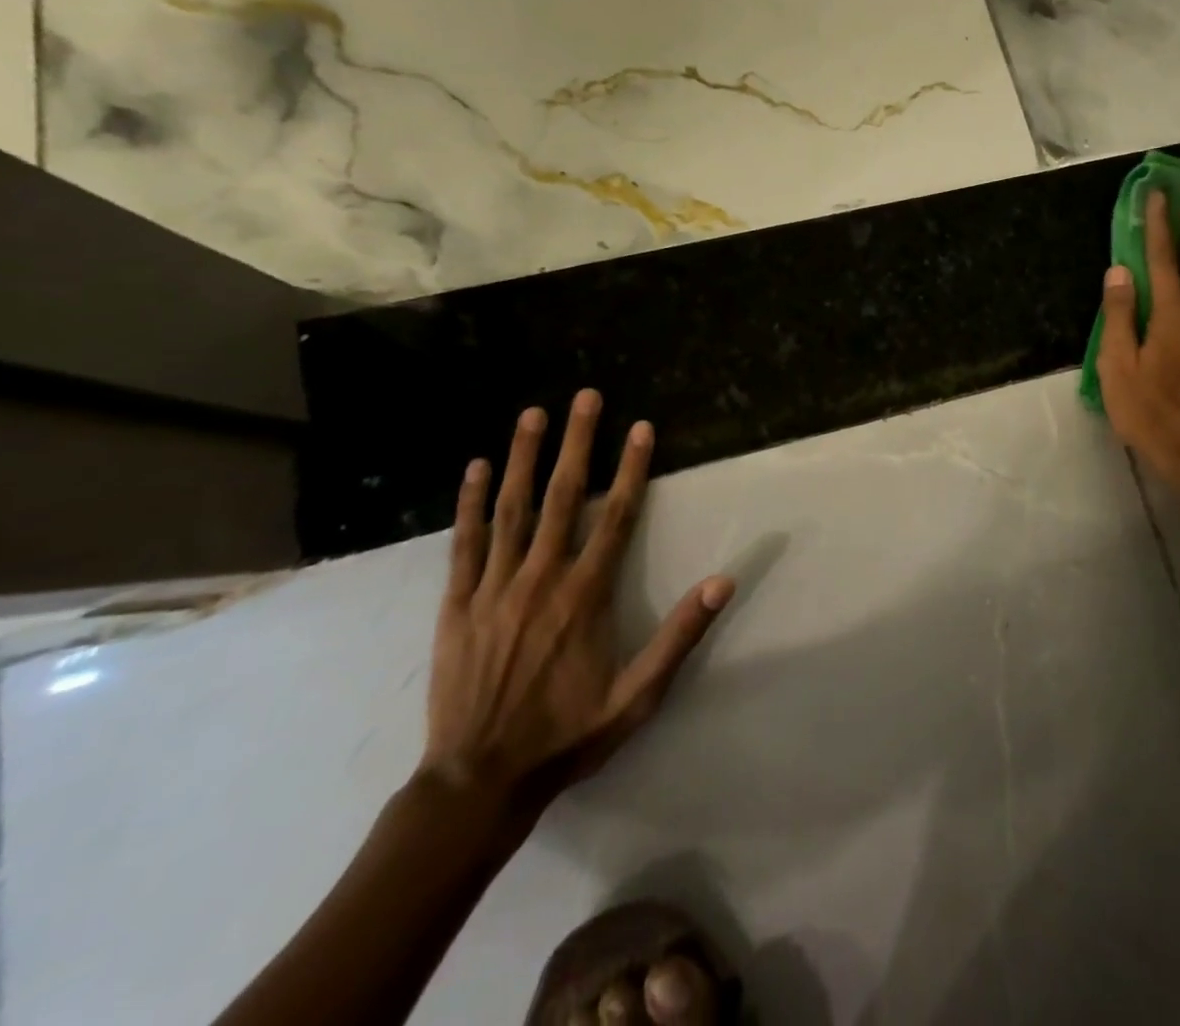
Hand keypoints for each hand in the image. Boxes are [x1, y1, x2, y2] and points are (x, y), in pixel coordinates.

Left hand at [420, 390, 733, 810]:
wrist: (478, 782)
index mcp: (585, 596)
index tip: (640, 427)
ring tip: (532, 414)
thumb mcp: (637, 696)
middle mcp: (540, 578)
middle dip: (577, 443)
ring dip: (523, 457)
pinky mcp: (456, 604)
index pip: (615, 516)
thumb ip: (679, 636)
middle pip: (562, 497)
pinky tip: (473, 469)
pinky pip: (464, 544)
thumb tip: (723, 581)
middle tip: (585, 397)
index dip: (631, 468)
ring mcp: (493, 588)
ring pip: (511, 510)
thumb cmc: (566, 736)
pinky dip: (468, 503)